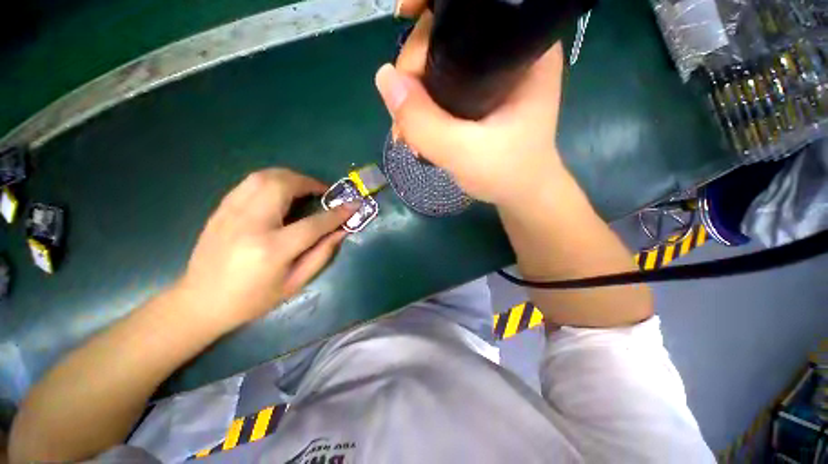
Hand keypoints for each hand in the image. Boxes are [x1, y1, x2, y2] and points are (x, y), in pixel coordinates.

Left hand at [175, 169, 357, 333]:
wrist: (199, 302)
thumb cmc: (252, 299)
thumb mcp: (294, 284)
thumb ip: (321, 255)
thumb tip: (342, 231)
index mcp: (271, 249)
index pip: (313, 224)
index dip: (336, 213)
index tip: (353, 205)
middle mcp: (250, 224)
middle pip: (283, 186)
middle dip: (309, 183)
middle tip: (323, 192)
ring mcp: (230, 213)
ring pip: (264, 177)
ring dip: (291, 177)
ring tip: (304, 188)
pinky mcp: (221, 209)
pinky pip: (250, 183)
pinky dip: (272, 180)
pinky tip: (280, 192)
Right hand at [376, 0, 567, 209]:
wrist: (520, 194)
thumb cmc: (506, 174)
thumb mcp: (463, 153)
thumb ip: (424, 122)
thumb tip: (384, 79)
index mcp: (522, 51)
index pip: (470, 10)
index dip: (431, 15)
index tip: (402, 21)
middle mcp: (508, 53)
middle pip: (446, 37)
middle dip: (414, 73)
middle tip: (403, 120)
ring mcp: (492, 75)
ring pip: (439, 65)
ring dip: (415, 95)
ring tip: (407, 132)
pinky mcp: (480, 95)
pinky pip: (442, 86)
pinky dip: (424, 105)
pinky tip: (417, 129)